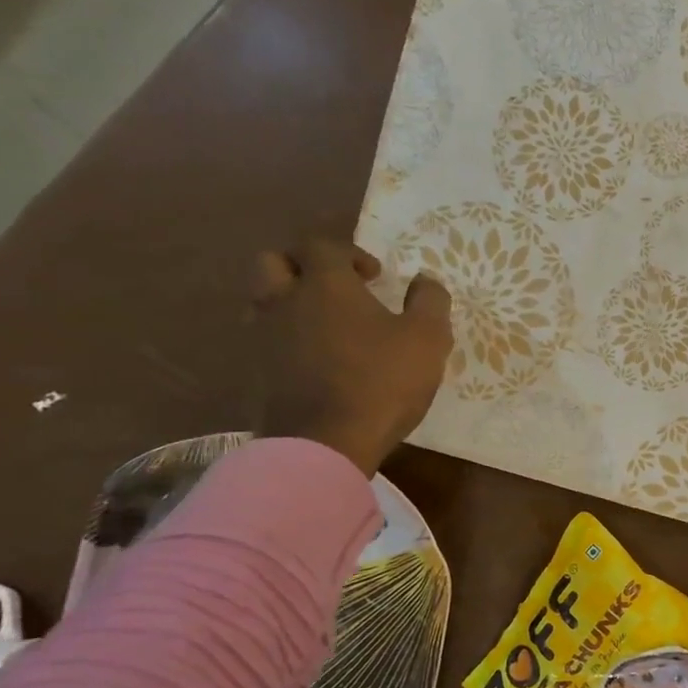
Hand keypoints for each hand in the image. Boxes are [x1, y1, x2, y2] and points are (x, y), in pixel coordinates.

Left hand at [250, 237, 452, 475]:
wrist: (327, 443)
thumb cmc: (383, 382)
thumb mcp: (428, 338)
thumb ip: (430, 301)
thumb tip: (425, 279)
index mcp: (325, 285)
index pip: (322, 244)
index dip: (350, 252)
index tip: (376, 276)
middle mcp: (285, 301)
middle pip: (274, 262)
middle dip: (303, 266)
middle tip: (336, 289)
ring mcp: (264, 338)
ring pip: (263, 301)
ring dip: (290, 302)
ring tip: (324, 325)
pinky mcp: (257, 372)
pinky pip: (265, 340)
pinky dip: (286, 340)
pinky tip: (314, 360)